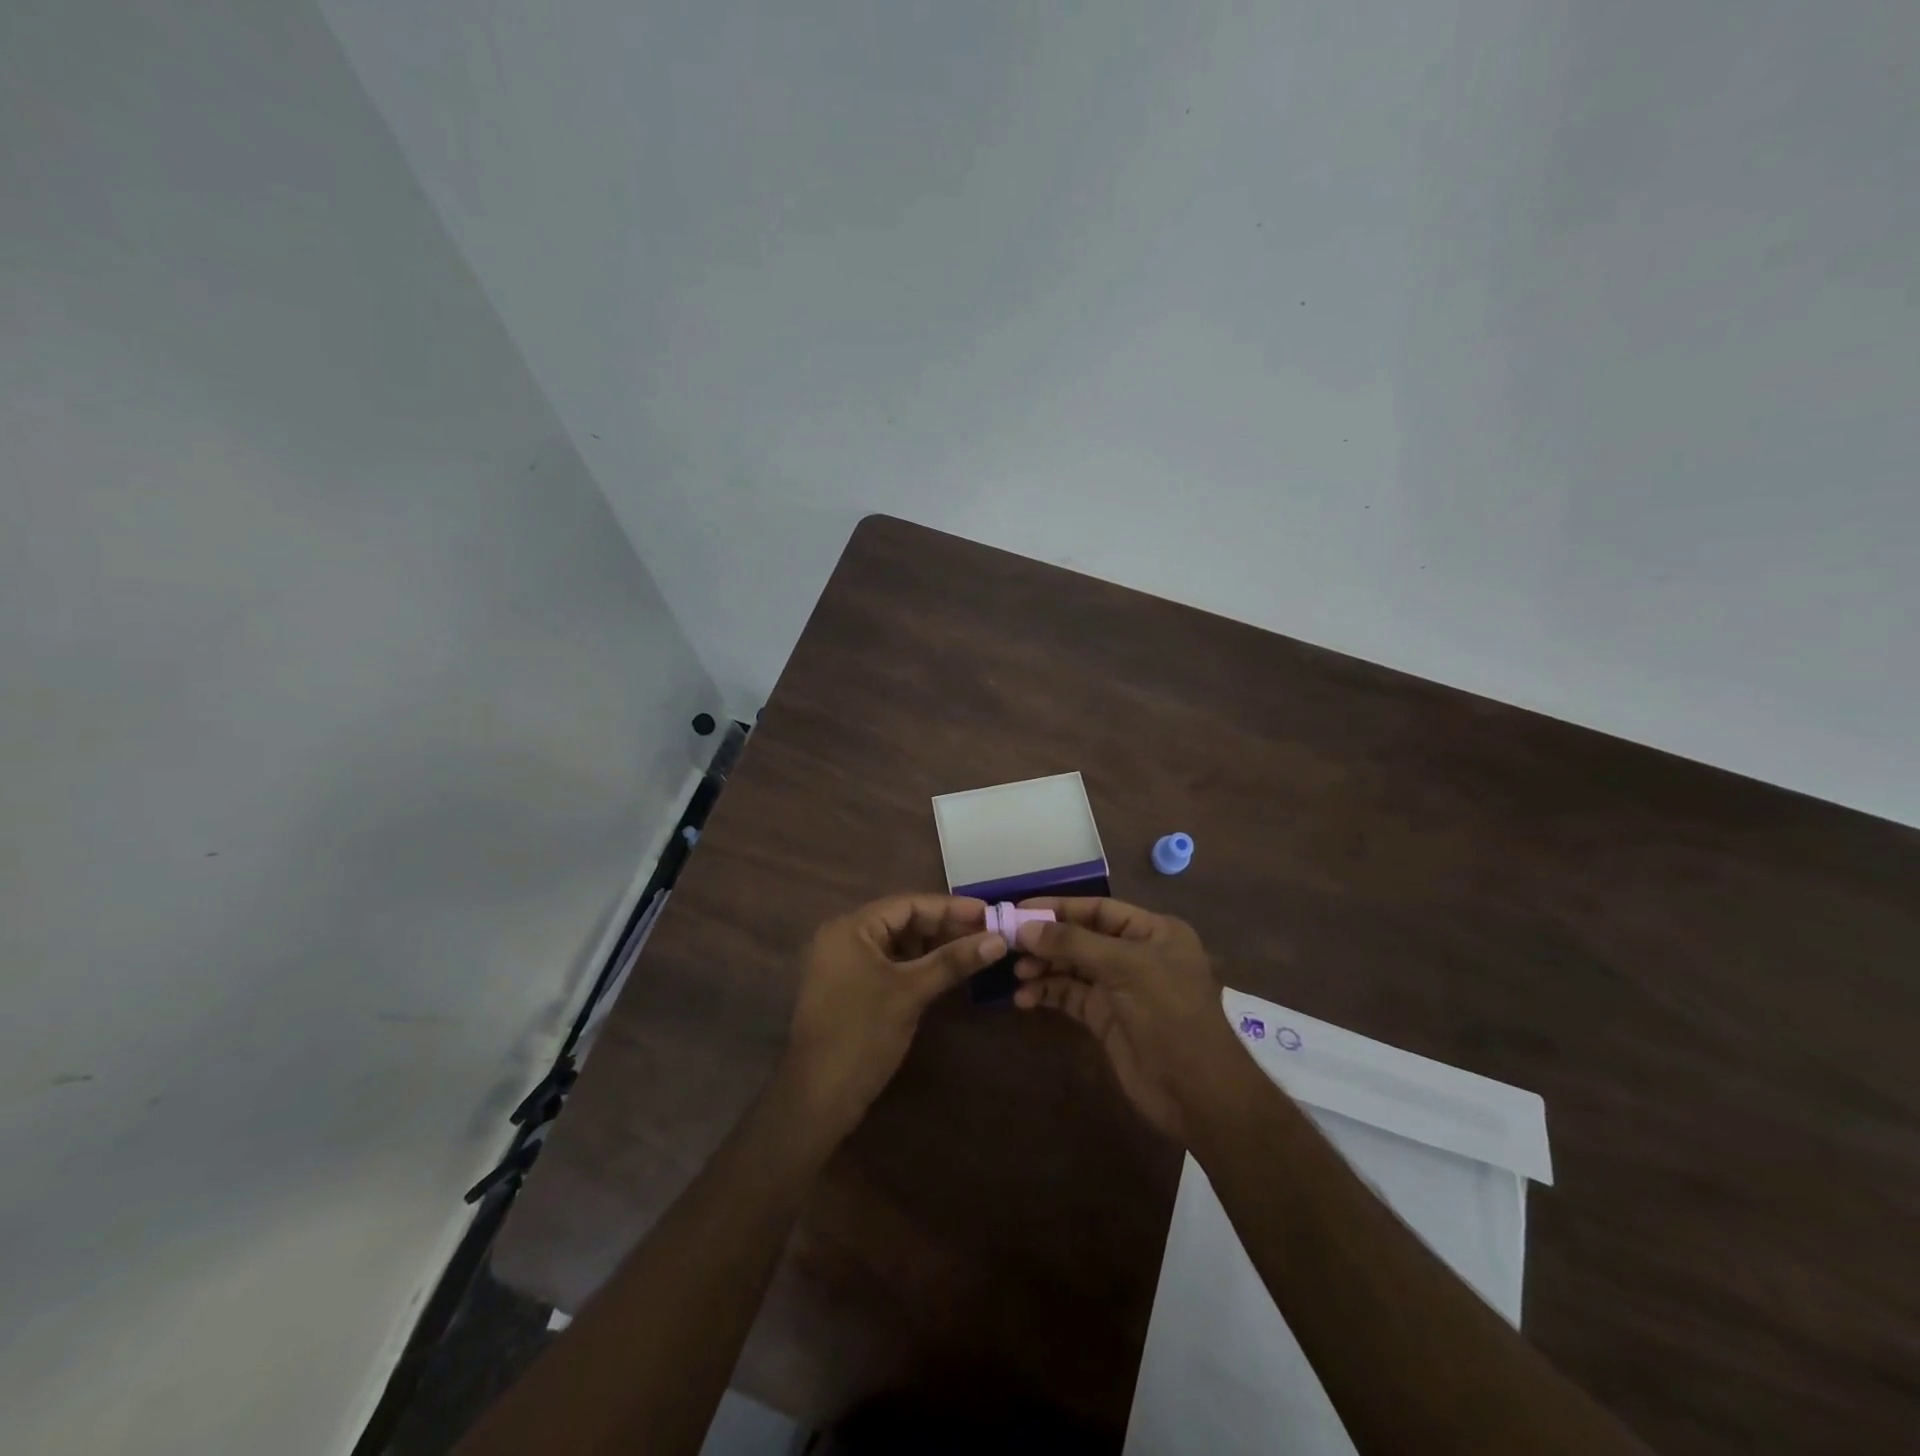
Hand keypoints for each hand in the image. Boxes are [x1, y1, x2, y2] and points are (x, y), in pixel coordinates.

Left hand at [782, 894, 1004, 1137]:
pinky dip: (920, 966)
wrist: (818, 1098)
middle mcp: (845, 938)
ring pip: (899, 945)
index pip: (908, 904)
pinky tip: (949, 972)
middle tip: (989, 932)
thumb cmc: (862, 1034)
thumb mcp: (911, 992)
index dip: (950, 908)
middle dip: (945, 927)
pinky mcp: (853, 989)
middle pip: (903, 922)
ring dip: (935, 947)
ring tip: (976, 950)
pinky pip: (891, 965)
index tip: (989, 911)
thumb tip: (998, 939)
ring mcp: (846, 965)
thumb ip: (953, 961)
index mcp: (851, 928)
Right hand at [1012, 898, 1248, 1141]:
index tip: (1019, 909)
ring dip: (1044, 967)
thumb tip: (1024, 927)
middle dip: (1047, 940)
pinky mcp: (1106, 1018)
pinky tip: (1024, 998)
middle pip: (1082, 937)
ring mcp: (1120, 988)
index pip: (1099, 909)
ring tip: (1016, 973)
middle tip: (1007, 943)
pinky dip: (1047, 994)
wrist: (1197, 1092)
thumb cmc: (1169, 1014)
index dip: (1060, 908)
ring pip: (1072, 967)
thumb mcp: (1125, 968)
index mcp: (1153, 932)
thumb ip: (1073, 944)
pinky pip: (1070, 996)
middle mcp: (1136, 954)